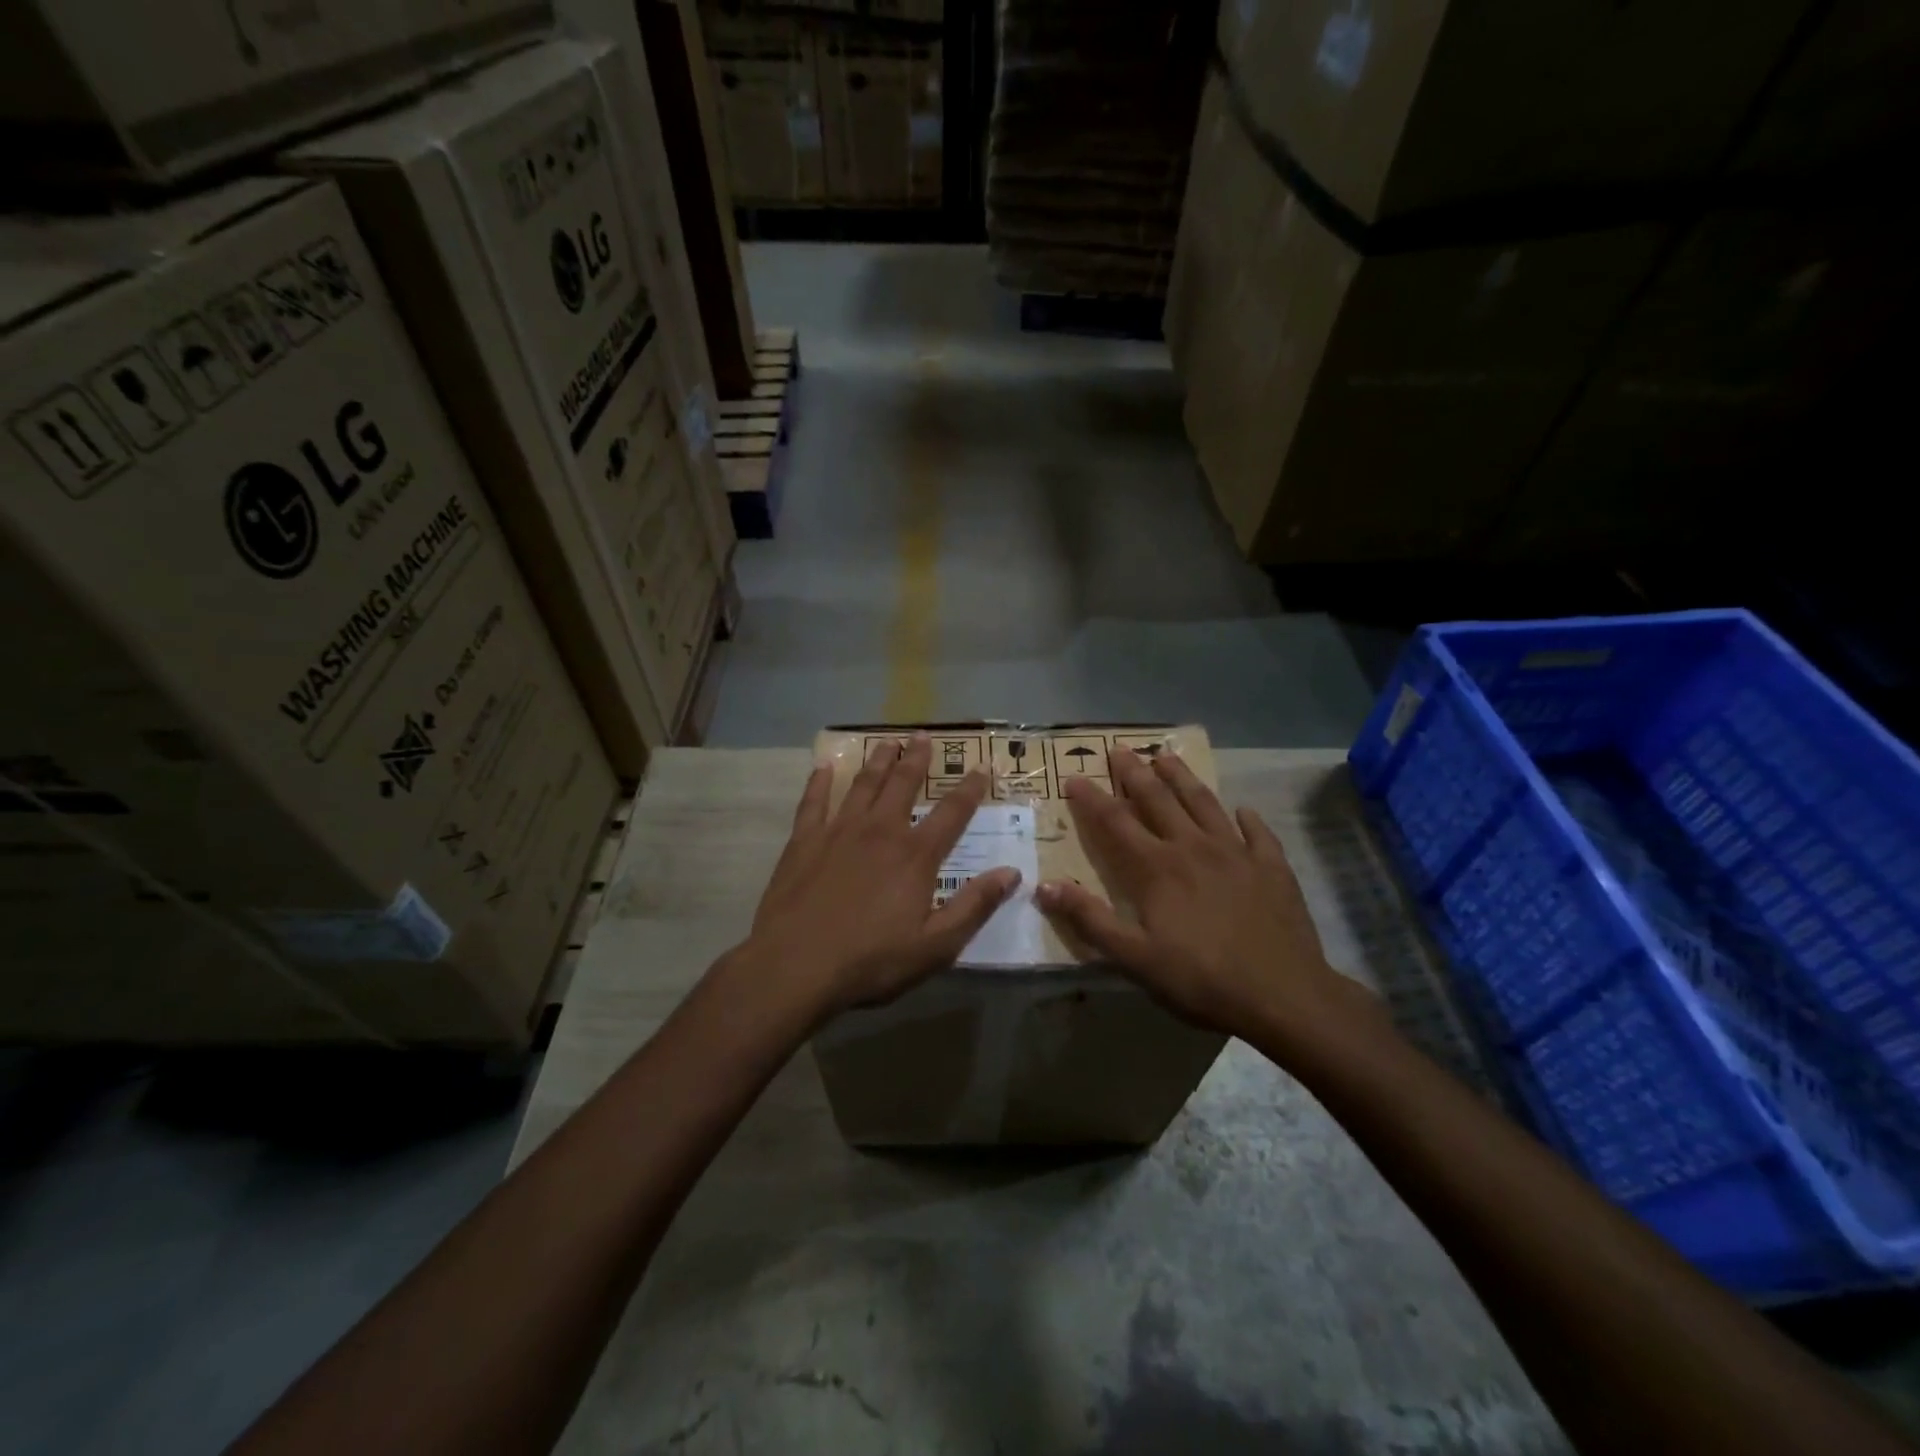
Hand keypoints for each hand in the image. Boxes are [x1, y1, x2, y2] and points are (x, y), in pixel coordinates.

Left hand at [740, 733, 1020, 1016]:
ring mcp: (838, 832)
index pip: (952, 813)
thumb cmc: (871, 961)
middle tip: (923, 736)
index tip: (982, 767)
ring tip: (886, 741)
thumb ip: (974, 906)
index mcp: (915, 855)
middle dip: (916, 758)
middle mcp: (880, 831)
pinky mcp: (803, 841)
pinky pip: (814, 802)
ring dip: (877, 760)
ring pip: (862, 784)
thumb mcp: (936, 945)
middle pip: (902, 784)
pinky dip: (820, 782)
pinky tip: (823, 767)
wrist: (795, 966)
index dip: (970, 789)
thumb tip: (1011, 873)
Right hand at [1035, 748, 1373, 1042]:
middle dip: (1135, 773)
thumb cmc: (1201, 979)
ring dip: (1182, 778)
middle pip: (1159, 799)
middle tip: (1120, 749)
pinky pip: (1257, 832)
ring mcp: (1237, 853)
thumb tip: (1044, 886)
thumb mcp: (1135, 958)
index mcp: (1157, 868)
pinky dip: (1248, 817)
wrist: (1283, 994)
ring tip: (1167, 756)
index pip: (1116, 822)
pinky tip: (1244, 809)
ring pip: (1204, 803)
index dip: (1092, 798)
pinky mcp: (1272, 867)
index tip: (1073, 778)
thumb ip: (1090, 919)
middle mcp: (1193, 847)